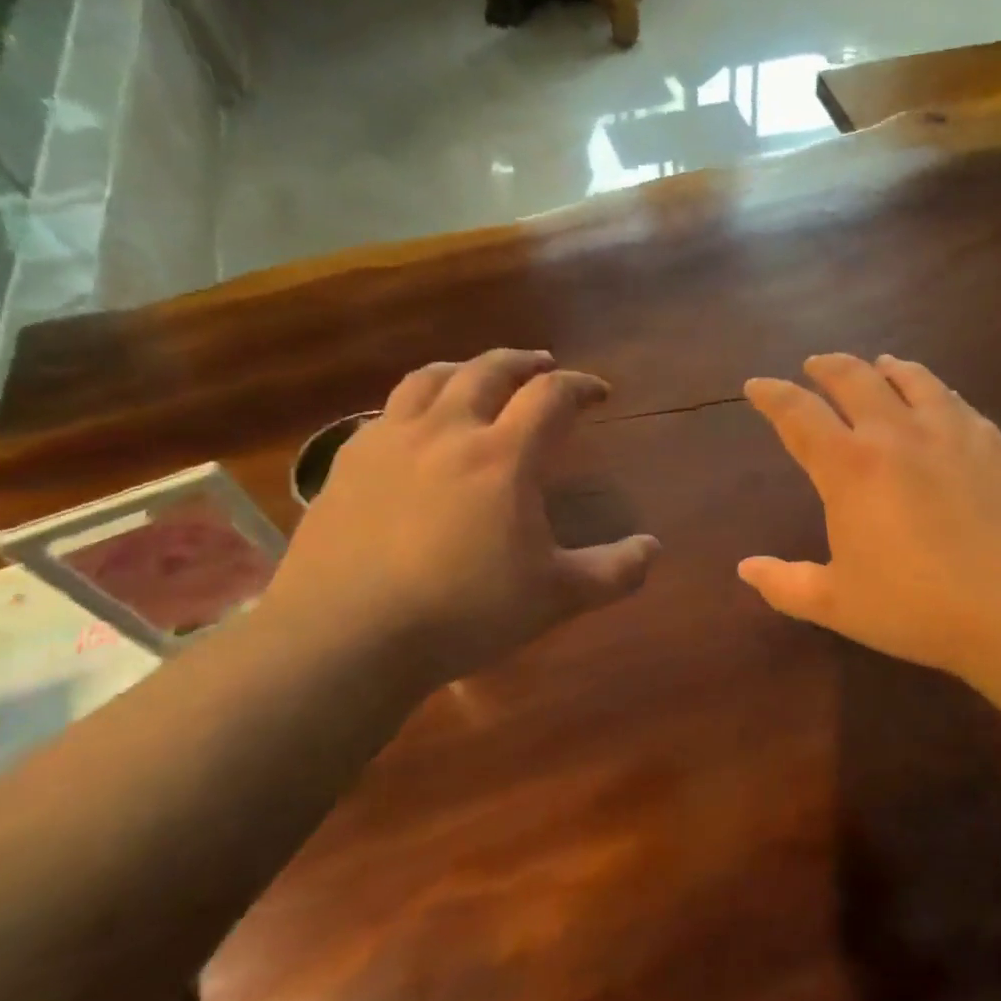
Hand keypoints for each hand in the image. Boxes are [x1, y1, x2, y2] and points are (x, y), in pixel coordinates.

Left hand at [265, 351, 659, 692]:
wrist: (346, 637)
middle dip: (524, 363)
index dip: (580, 386)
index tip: (599, 392)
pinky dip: (416, 404)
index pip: (551, 396)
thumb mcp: (556, 598)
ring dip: (466, 369)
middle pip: (488, 370)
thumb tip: (653, 548)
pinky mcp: (346, 464)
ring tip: (479, 376)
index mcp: (503, 456)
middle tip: (544, 366)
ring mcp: (389, 442)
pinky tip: (417, 428)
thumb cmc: (464, 613)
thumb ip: (614, 571)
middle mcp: (446, 432)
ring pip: (430, 379)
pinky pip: (386, 412)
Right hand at [740, 353, 1000, 684]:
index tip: (756, 384)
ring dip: (883, 367)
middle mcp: (897, 433)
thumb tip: (746, 569)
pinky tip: (937, 398)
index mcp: (850, 467)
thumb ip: (786, 584)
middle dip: (826, 366)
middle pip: (853, 378)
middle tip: (814, 365)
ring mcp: (952, 431)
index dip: (772, 395)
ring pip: (910, 378)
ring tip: (877, 365)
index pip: (798, 414)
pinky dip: (933, 389)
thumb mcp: (839, 605)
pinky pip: (954, 399)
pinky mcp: (994, 441)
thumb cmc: (920, 607)